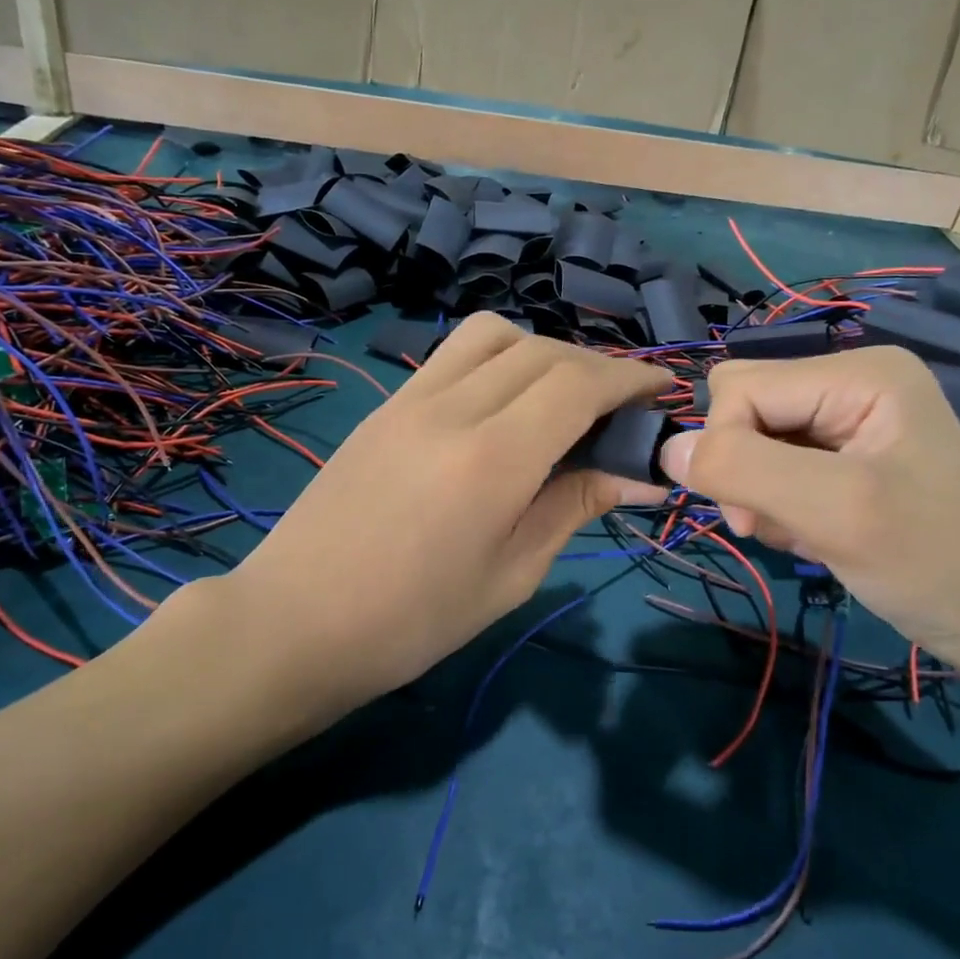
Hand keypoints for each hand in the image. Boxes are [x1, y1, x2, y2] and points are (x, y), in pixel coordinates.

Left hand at [211, 314, 668, 716]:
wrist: (296, 622)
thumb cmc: (414, 621)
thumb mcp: (511, 574)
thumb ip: (575, 506)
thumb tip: (638, 476)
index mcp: (493, 458)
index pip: (579, 383)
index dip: (630, 380)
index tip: (663, 393)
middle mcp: (453, 408)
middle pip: (543, 351)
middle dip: (597, 367)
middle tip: (622, 408)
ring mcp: (410, 399)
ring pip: (494, 336)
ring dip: (543, 351)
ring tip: (560, 398)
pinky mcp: (385, 405)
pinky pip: (452, 356)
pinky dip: (497, 360)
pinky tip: (503, 406)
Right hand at [658, 346, 959, 669]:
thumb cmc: (929, 561)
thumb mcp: (833, 511)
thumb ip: (743, 469)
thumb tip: (665, 450)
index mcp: (859, 372)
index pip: (740, 387)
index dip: (725, 448)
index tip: (748, 517)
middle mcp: (850, 381)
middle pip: (744, 409)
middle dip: (743, 471)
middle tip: (772, 525)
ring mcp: (849, 418)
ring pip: (752, 440)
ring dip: (760, 494)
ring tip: (803, 534)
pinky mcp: (844, 454)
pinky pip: (774, 465)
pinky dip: (778, 505)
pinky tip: (813, 534)